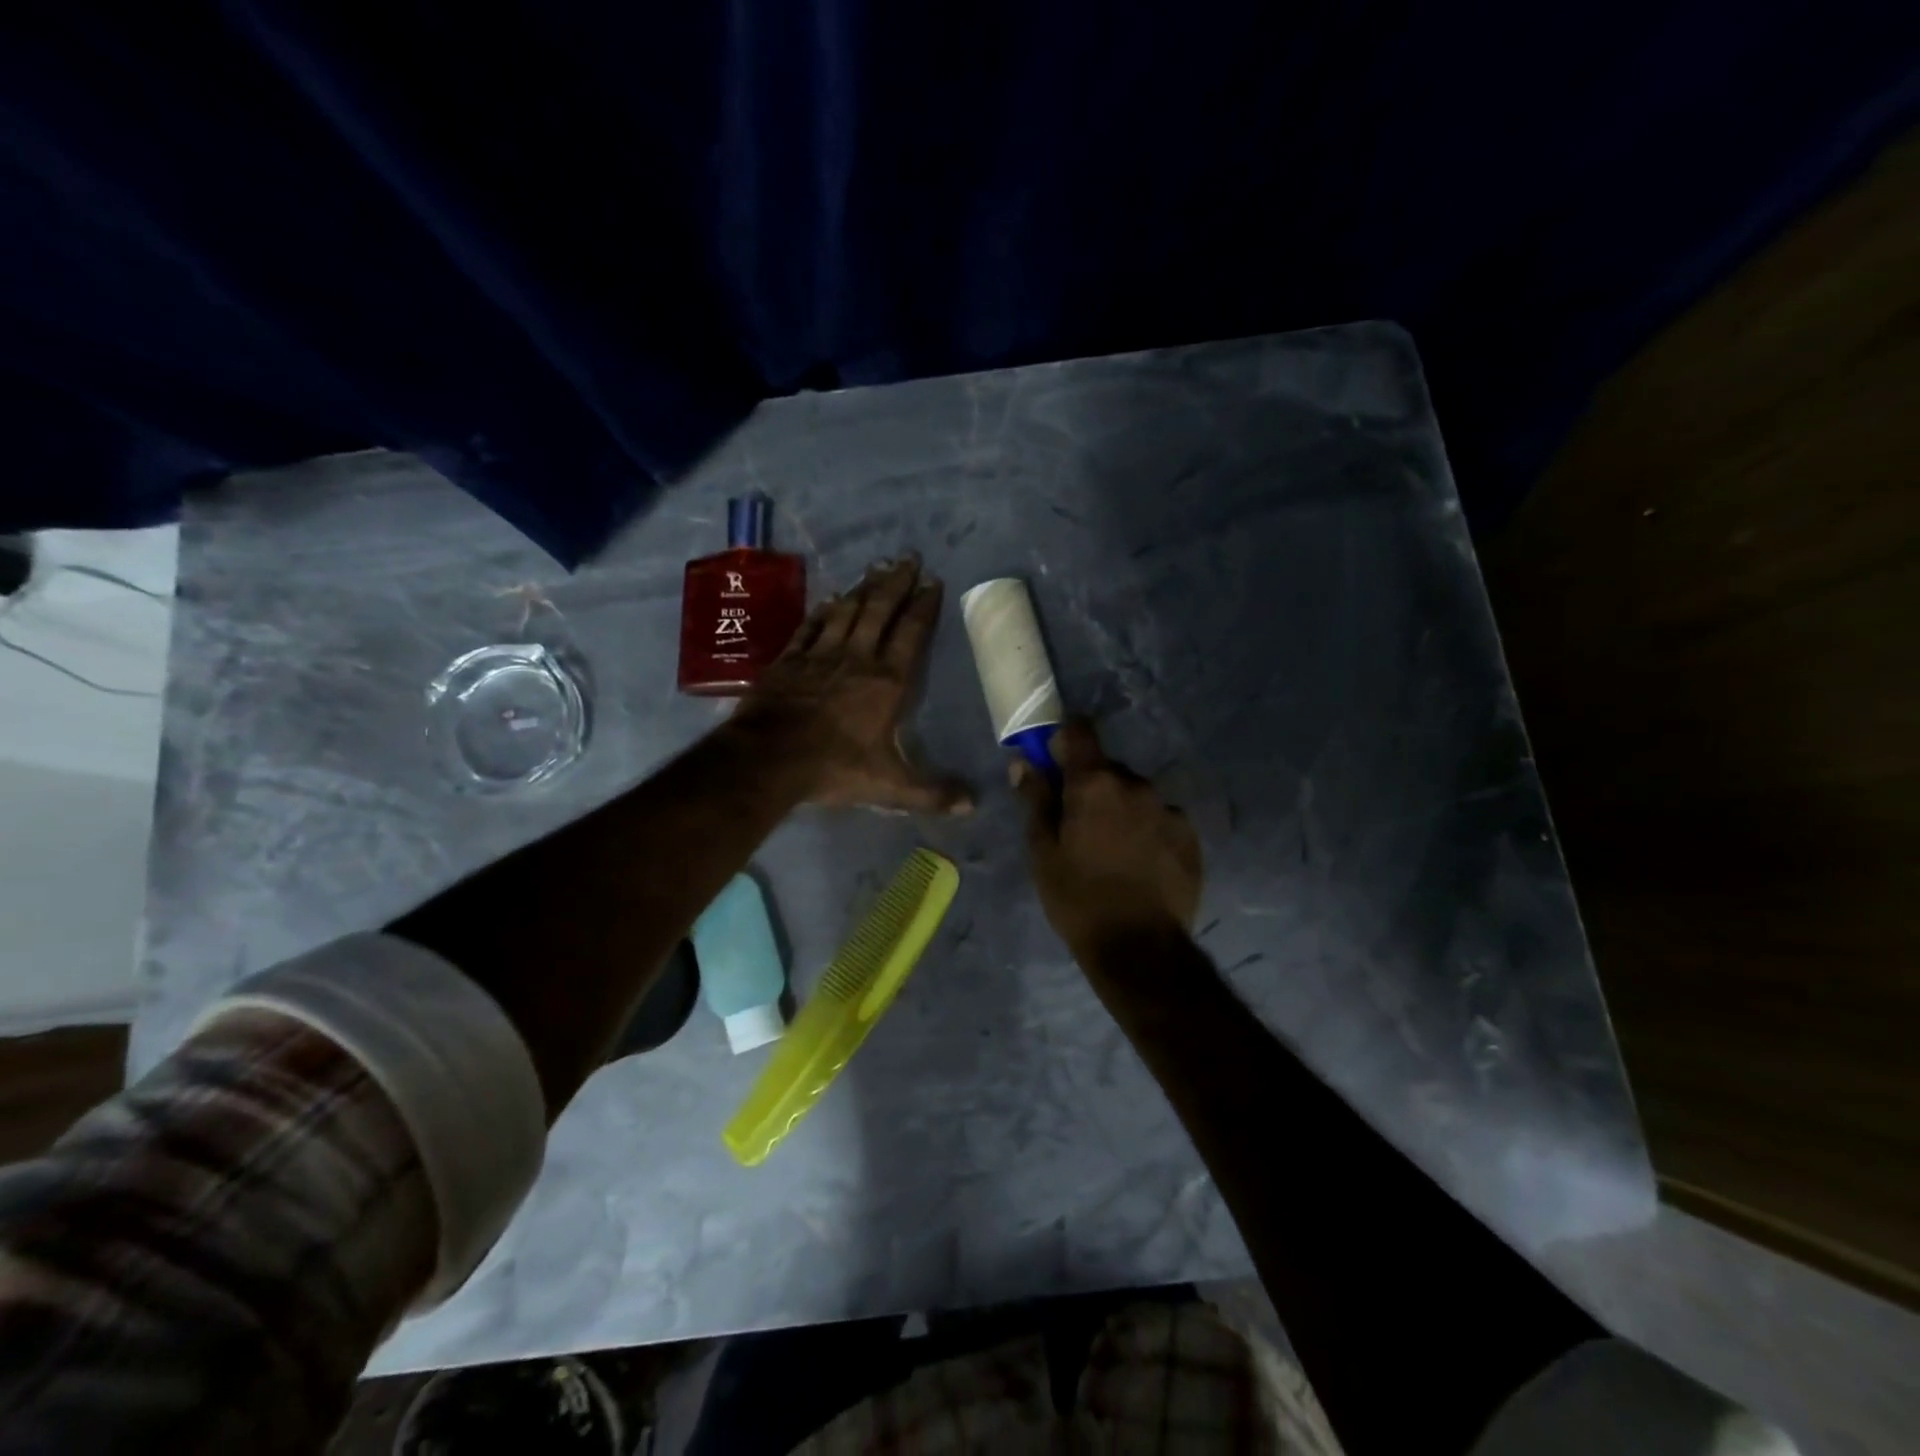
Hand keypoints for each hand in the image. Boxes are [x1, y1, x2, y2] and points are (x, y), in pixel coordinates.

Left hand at [736, 556, 972, 813]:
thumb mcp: (890, 787)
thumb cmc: (835, 767)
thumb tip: (973, 807)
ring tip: (876, 566)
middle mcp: (857, 657)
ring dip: (863, 587)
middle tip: (908, 557)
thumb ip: (931, 794)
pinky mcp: (789, 659)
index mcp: (887, 682)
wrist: (770, 757)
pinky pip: (811, 626)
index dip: (924, 606)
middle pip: (880, 610)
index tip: (933, 581)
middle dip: (897, 582)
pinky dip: (823, 611)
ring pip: (847, 610)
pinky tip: (831, 599)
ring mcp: (821, 654)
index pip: (911, 633)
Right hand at [1014, 719, 1202, 958]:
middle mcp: (1136, 785)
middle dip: (1092, 786)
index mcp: (1095, 784)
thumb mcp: (1043, 851)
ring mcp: (1168, 809)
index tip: (1055, 759)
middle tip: (1079, 824)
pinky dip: (1146, 829)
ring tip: (1112, 850)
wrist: (1139, 948)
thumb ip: (1035, 800)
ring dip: (1121, 808)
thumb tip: (1023, 762)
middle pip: (1108, 769)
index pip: (1080, 732)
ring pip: (1135, 795)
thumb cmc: (1078, 898)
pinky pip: (1160, 818)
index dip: (1065, 739)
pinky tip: (1139, 863)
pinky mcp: (1190, 835)